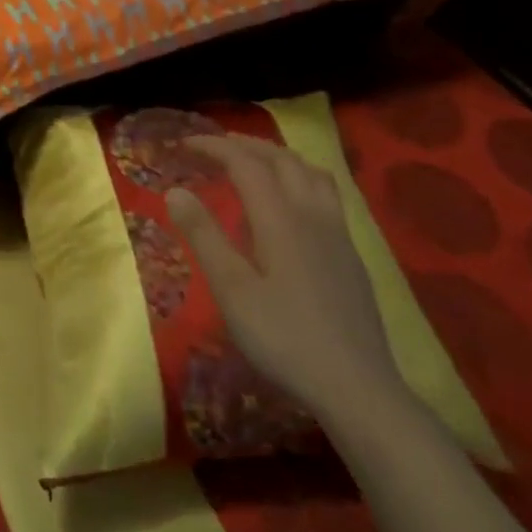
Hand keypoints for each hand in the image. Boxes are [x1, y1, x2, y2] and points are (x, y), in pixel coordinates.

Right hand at [164, 135, 402, 422]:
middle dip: (245, 145)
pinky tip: (291, 203)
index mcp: (280, 218)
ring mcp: (338, 234)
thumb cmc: (283, 338)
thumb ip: (203, 235)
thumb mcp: (231, 289)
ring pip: (311, 172)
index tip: (184, 144)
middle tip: (213, 148)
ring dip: (277, 156)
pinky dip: (299, 177)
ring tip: (253, 162)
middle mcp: (312, 214)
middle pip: (281, 159)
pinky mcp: (351, 254)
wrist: (357, 388)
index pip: (245, 163)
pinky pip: (325, 193)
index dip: (214, 147)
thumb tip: (174, 190)